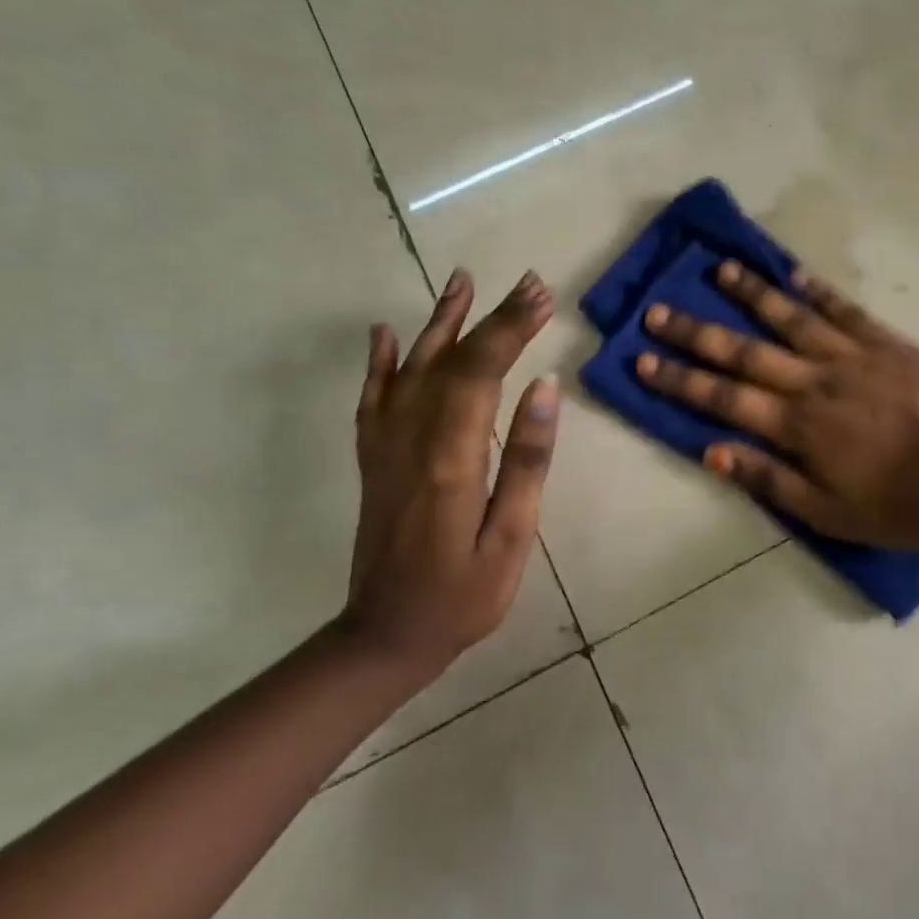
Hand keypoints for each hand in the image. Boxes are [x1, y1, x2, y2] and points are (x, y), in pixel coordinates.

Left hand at [342, 268, 558, 687]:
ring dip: (440, 322)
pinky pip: (372, 399)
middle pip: (453, 360)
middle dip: (493, 317)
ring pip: (411, 368)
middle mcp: (411, 438)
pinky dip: (379, 362)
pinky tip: (384, 333)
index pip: (482, 371)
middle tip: (529, 284)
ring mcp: (385, 446)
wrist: (385, 637)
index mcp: (451, 456)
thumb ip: (527, 460)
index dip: (511, 328)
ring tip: (462, 281)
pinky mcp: (373, 459)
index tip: (542, 296)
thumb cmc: (463, 595)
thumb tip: (545, 387)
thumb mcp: (512, 537)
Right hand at [635, 262, 918, 547]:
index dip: (680, 379)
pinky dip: (817, 289)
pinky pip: (845, 309)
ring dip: (752, 294)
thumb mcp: (827, 513)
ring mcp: (853, 356)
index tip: (643, 359)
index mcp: (799, 426)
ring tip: (720, 269)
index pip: (725, 399)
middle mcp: (816, 382)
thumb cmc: (897, 506)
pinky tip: (792, 272)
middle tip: (659, 311)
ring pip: (792, 318)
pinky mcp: (887, 342)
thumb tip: (713, 452)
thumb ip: (769, 480)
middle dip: (697, 332)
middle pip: (745, 352)